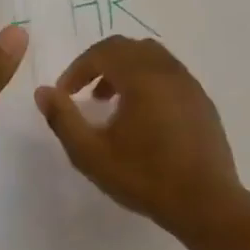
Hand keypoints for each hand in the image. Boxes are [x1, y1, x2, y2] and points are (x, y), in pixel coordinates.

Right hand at [34, 37, 245, 240]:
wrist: (206, 203)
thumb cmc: (145, 177)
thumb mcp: (91, 154)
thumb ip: (63, 119)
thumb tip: (43, 92)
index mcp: (141, 76)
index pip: (103, 51)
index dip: (78, 68)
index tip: (65, 93)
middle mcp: (168, 70)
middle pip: (129, 47)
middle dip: (101, 64)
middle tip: (86, 93)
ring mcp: (190, 84)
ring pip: (152, 58)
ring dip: (126, 70)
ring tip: (112, 103)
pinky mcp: (203, 102)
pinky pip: (170, 75)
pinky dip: (149, 81)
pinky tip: (143, 117)